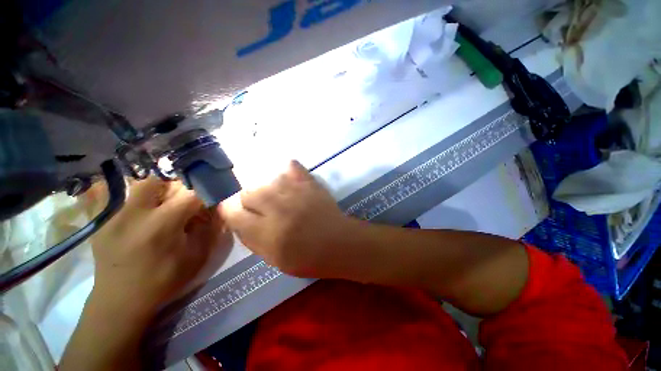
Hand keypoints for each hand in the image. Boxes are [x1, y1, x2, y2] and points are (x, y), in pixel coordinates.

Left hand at [90, 177, 231, 317]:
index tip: (211, 199)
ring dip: (159, 189)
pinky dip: (138, 197)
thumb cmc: (164, 280)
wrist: (120, 301)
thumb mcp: (197, 256)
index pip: (191, 193)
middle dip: (179, 186)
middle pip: (160, 180)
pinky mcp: (102, 219)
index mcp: (162, 225)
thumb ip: (210, 228)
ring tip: (165, 204)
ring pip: (140, 184)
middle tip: (185, 201)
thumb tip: (216, 208)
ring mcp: (113, 215)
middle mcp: (134, 214)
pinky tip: (144, 211)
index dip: (205, 192)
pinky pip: (120, 195)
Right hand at [219, 161, 357, 277]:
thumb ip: (252, 240)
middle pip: (248, 192)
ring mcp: (295, 193)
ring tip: (277, 197)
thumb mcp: (274, 259)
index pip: (233, 213)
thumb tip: (239, 221)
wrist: (339, 243)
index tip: (237, 213)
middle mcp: (278, 208)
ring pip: (267, 180)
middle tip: (261, 208)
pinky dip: (287, 171)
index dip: (231, 211)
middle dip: (250, 200)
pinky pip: (292, 167)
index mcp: (266, 232)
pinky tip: (289, 180)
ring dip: (267, 189)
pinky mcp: (310, 184)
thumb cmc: (308, 258)